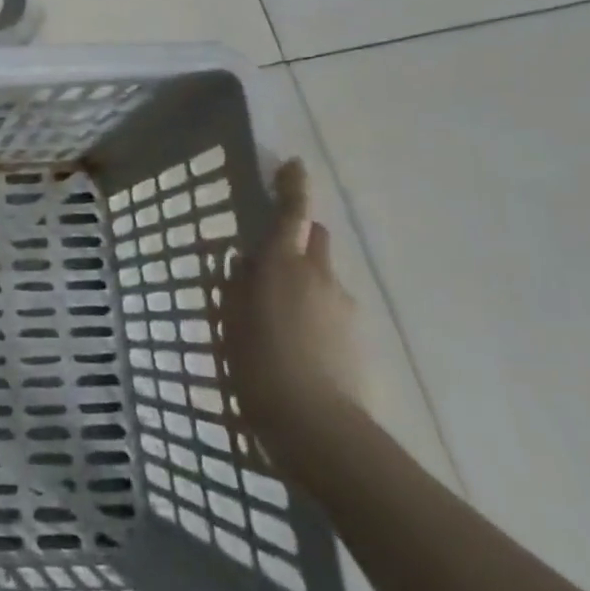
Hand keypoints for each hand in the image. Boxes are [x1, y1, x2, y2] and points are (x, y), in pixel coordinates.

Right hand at [223, 159, 364, 448]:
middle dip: (298, 237)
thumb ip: (239, 285)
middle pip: (316, 239)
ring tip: (277, 317)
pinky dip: (315, 312)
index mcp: (284, 265)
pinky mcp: (359, 338)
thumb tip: (246, 262)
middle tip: (269, 258)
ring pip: (323, 277)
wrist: (317, 426)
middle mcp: (321, 277)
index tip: (293, 164)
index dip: (293, 185)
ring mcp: (346, 308)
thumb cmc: (257, 363)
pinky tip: (296, 344)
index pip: (292, 213)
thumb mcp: (231, 319)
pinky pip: (332, 309)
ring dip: (304, 280)